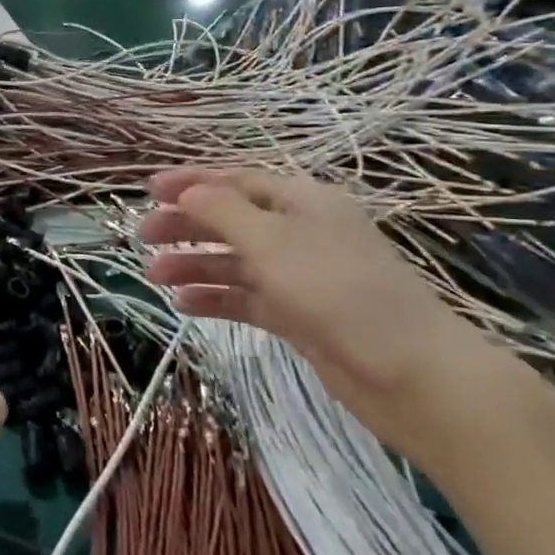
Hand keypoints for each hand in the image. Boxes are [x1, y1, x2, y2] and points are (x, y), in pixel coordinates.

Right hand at [141, 168, 509, 461]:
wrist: (410, 373)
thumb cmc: (338, 290)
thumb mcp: (273, 241)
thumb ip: (223, 211)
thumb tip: (187, 191)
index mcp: (302, 201)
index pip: (237, 181)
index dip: (192, 182)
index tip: (149, 190)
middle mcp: (300, 233)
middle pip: (232, 220)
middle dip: (187, 225)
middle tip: (143, 236)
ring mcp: (300, 276)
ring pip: (236, 262)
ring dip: (195, 265)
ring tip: (154, 278)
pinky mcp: (299, 316)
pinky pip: (247, 298)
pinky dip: (216, 298)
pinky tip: (184, 305)